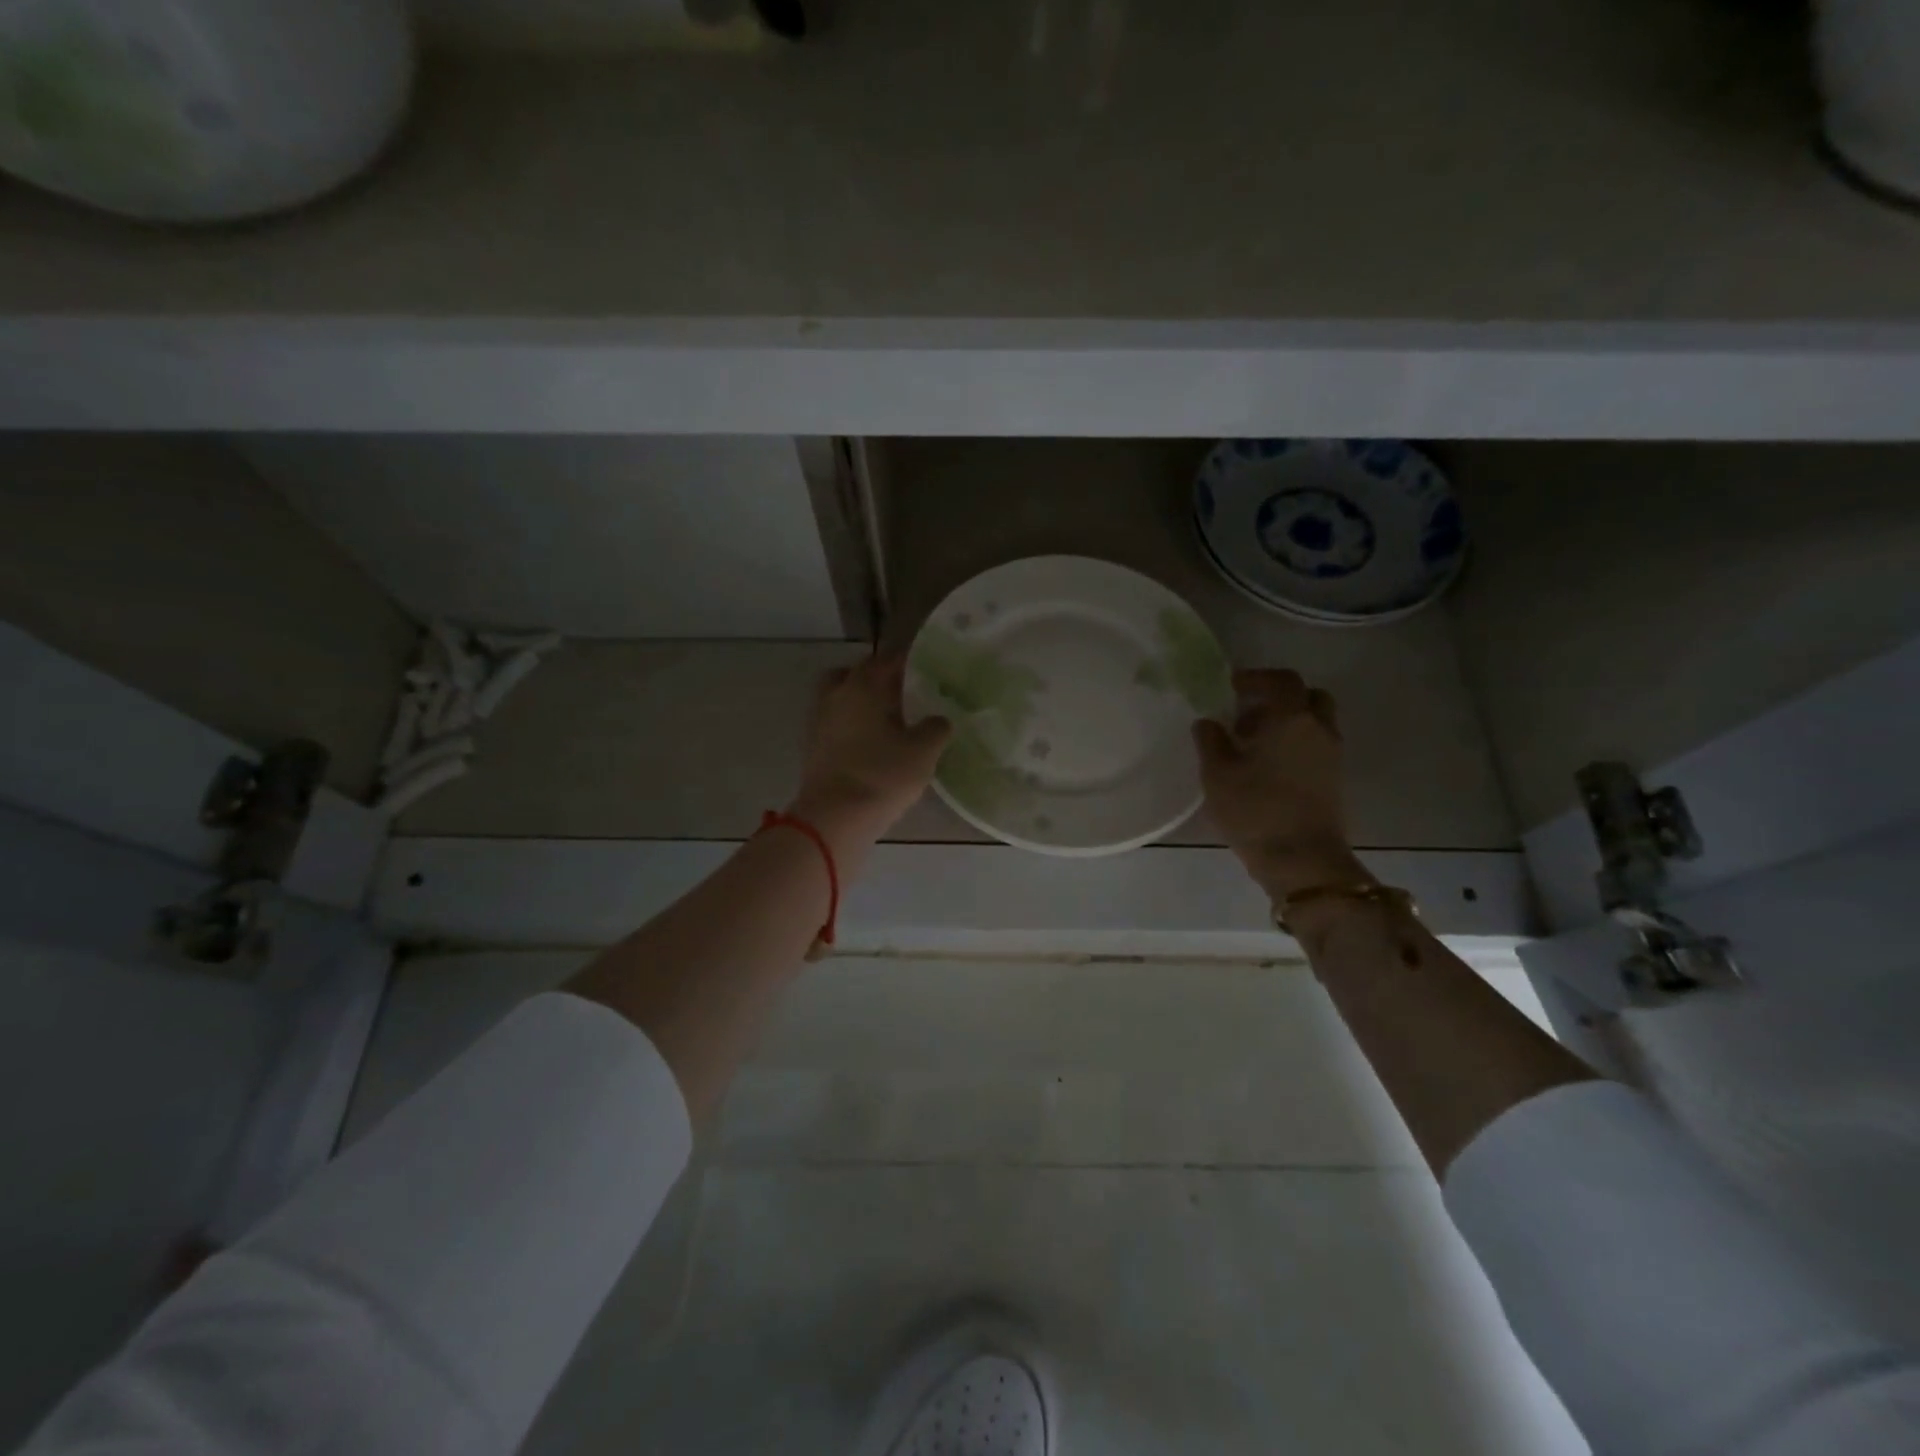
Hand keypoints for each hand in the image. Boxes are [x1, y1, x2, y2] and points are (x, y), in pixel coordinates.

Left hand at [790, 654, 950, 850]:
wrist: (833, 818)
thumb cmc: (882, 776)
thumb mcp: (924, 752)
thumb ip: (936, 728)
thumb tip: (938, 719)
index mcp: (864, 685)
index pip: (888, 659)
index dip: (908, 661)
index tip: (927, 669)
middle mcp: (837, 694)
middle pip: (856, 673)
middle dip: (878, 678)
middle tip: (902, 693)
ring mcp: (819, 720)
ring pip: (841, 697)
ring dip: (861, 702)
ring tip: (887, 721)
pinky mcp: (813, 747)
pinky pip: (835, 723)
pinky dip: (851, 725)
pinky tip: (870, 743)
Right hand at [1192, 668, 1369, 899]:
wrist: (1301, 860)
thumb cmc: (1255, 810)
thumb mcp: (1217, 775)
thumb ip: (1210, 742)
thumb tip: (1208, 723)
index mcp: (1290, 718)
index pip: (1282, 680)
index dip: (1256, 677)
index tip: (1232, 687)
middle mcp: (1318, 729)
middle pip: (1308, 697)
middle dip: (1280, 697)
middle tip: (1248, 713)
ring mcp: (1331, 756)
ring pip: (1314, 723)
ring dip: (1288, 723)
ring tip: (1253, 744)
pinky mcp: (1333, 780)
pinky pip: (1316, 746)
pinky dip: (1295, 744)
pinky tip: (1267, 766)